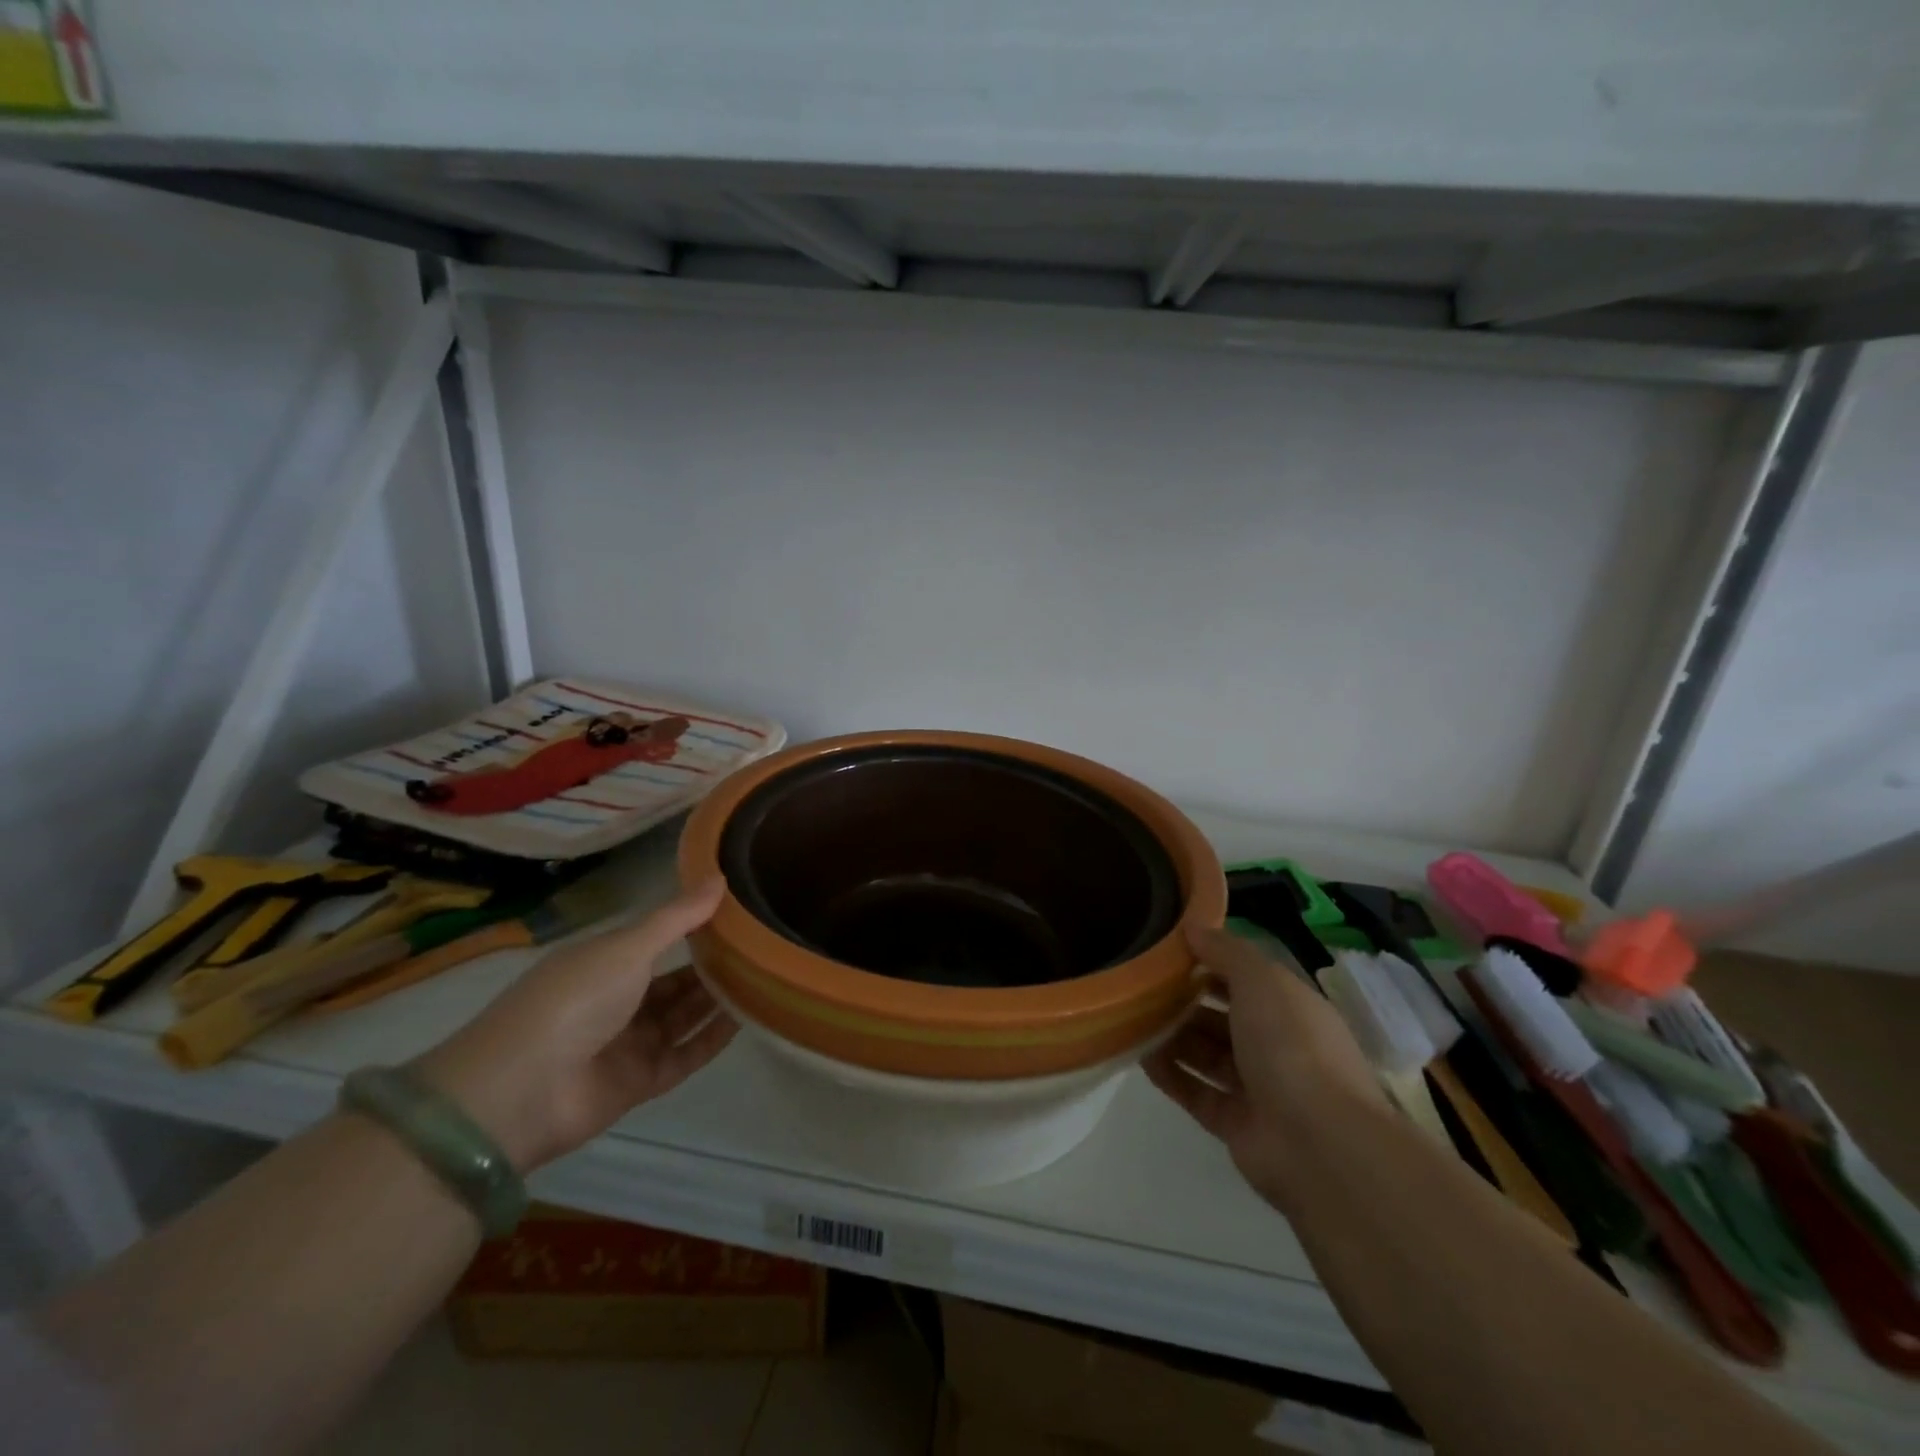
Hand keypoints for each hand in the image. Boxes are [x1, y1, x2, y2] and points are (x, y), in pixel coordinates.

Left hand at [415, 879, 735, 1170]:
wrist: (519, 1091)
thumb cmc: (574, 1000)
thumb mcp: (628, 947)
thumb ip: (678, 918)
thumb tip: (721, 876)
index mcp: (604, 963)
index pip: (657, 943)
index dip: (695, 930)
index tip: (739, 916)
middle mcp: (616, 1001)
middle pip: (673, 983)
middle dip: (712, 967)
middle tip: (760, 951)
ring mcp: (626, 1044)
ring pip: (682, 1018)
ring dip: (716, 1001)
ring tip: (763, 980)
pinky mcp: (638, 1083)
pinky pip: (684, 1056)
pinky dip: (711, 1039)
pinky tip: (747, 1020)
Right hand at [1144, 927, 1387, 1213]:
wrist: (1320, 1143)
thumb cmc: (1292, 1045)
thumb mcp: (1261, 981)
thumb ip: (1226, 951)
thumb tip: (1193, 926)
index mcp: (1291, 1008)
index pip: (1246, 978)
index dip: (1210, 962)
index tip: (1168, 950)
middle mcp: (1277, 1045)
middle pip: (1223, 1017)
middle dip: (1185, 1001)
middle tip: (1141, 986)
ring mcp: (1258, 1088)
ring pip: (1207, 1054)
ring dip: (1173, 1037)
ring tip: (1132, 1018)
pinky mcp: (1236, 1124)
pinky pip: (1196, 1092)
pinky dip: (1170, 1075)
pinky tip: (1140, 1058)